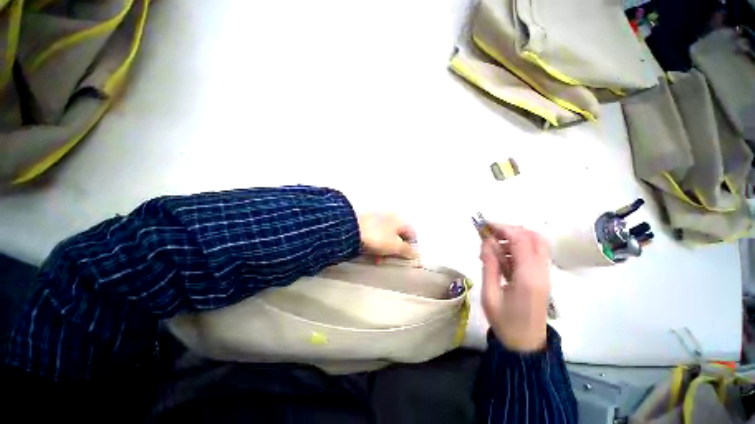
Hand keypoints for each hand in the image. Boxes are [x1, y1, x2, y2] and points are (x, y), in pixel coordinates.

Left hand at [358, 213, 416, 258]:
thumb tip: (415, 253)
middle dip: (397, 250)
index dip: (412, 247)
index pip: (413, 234)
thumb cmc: (377, 237)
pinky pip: (376, 237)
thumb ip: (407, 250)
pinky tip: (371, 255)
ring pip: (386, 238)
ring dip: (385, 250)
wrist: (350, 230)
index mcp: (400, 220)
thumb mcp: (395, 246)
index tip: (407, 258)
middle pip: (399, 236)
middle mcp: (390, 218)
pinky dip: (376, 246)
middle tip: (392, 260)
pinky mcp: (366, 225)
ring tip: (379, 260)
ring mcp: (377, 220)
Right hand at [480, 224, 550, 351]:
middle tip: (492, 235)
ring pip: (537, 242)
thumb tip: (487, 243)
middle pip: (532, 235)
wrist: (526, 344)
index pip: (520, 239)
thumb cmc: (506, 324)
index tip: (486, 226)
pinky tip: (508, 258)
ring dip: (519, 238)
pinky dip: (524, 248)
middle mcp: (541, 269)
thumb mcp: (490, 298)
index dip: (503, 228)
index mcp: (527, 275)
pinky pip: (538, 253)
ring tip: (498, 247)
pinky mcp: (546, 277)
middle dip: (512, 230)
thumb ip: (490, 267)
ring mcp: (546, 273)